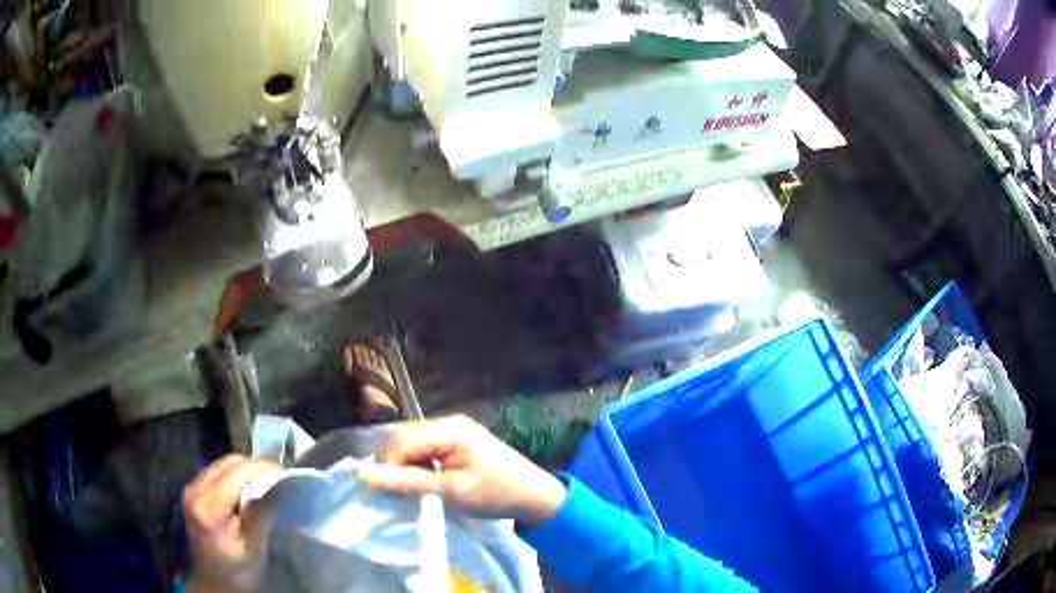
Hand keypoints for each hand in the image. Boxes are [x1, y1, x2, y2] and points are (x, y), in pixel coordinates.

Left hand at [183, 455, 282, 592]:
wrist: (213, 584)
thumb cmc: (237, 571)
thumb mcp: (253, 547)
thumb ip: (261, 513)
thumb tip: (276, 484)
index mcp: (208, 504)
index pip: (238, 471)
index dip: (264, 468)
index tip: (288, 475)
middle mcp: (195, 489)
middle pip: (228, 463)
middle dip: (256, 466)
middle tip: (280, 478)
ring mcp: (192, 489)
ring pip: (222, 465)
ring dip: (245, 469)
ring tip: (267, 481)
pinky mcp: (194, 493)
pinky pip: (216, 473)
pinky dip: (235, 475)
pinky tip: (248, 488)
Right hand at [360, 416, 567, 526]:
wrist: (536, 497)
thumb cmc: (497, 494)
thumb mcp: (451, 491)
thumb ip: (408, 483)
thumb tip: (365, 477)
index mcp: (451, 429)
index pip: (402, 439)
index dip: (389, 465)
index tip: (392, 493)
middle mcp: (449, 423)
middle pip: (405, 439)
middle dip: (397, 466)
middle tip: (405, 495)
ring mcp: (453, 431)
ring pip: (413, 445)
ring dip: (408, 468)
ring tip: (418, 492)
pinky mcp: (455, 442)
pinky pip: (425, 450)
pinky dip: (420, 467)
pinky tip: (427, 483)